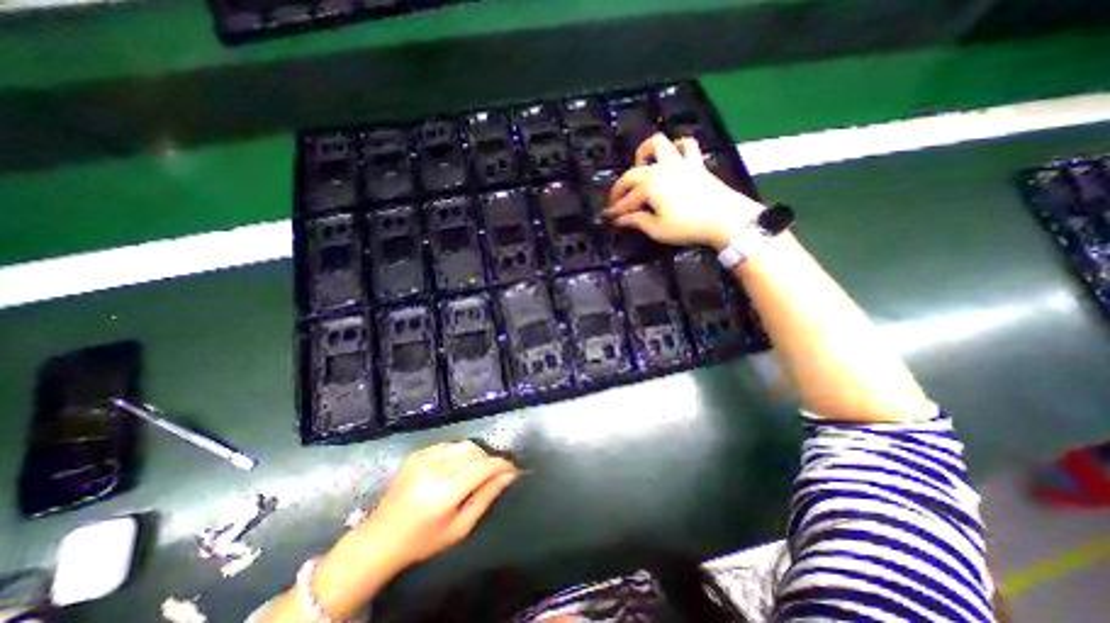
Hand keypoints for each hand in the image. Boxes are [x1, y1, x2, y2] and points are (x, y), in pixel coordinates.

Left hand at [356, 438, 526, 573]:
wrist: (380, 538)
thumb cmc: (423, 541)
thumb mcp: (460, 528)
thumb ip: (486, 497)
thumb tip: (510, 475)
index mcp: (444, 493)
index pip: (482, 467)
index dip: (501, 464)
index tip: (513, 468)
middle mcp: (434, 469)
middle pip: (475, 451)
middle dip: (490, 459)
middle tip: (495, 472)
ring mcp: (423, 458)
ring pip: (464, 445)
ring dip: (476, 454)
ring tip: (477, 470)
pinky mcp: (417, 453)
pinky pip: (449, 445)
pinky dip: (460, 453)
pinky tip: (457, 468)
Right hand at [604, 134, 768, 249]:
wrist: (725, 219)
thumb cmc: (687, 226)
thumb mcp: (657, 229)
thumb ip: (636, 221)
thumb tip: (619, 220)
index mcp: (648, 186)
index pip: (626, 200)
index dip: (615, 211)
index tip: (607, 218)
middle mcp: (660, 169)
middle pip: (632, 174)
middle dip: (621, 189)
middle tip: (617, 203)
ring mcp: (678, 163)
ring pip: (657, 145)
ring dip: (644, 153)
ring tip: (640, 167)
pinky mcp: (695, 164)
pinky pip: (687, 146)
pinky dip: (677, 147)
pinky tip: (672, 157)